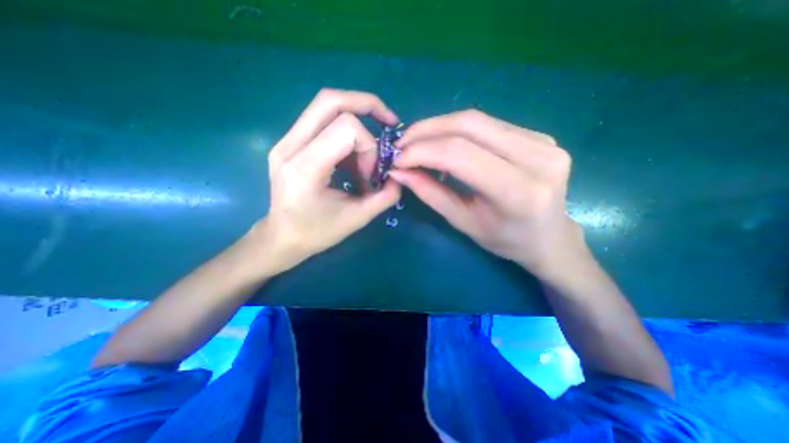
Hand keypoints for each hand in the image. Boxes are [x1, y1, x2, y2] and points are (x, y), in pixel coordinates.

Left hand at [256, 88, 400, 271]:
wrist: (281, 238)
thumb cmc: (316, 233)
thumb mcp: (356, 219)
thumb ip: (384, 197)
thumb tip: (400, 176)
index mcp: (304, 168)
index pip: (346, 128)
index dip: (370, 147)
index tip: (372, 174)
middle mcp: (290, 146)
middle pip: (330, 100)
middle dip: (367, 105)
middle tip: (387, 122)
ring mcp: (285, 141)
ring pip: (325, 105)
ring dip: (357, 119)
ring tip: (368, 151)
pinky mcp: (289, 142)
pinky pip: (322, 120)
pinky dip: (345, 131)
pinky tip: (353, 157)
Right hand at [389, 110, 584, 279]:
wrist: (550, 237)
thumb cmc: (506, 240)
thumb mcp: (463, 222)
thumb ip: (430, 193)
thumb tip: (399, 171)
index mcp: (518, 191)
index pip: (460, 154)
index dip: (422, 151)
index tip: (396, 159)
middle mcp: (538, 158)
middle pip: (469, 125)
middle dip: (426, 131)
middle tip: (402, 144)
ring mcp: (543, 141)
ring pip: (477, 119)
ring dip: (439, 127)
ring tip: (416, 142)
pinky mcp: (540, 135)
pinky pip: (488, 124)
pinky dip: (457, 130)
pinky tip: (443, 142)